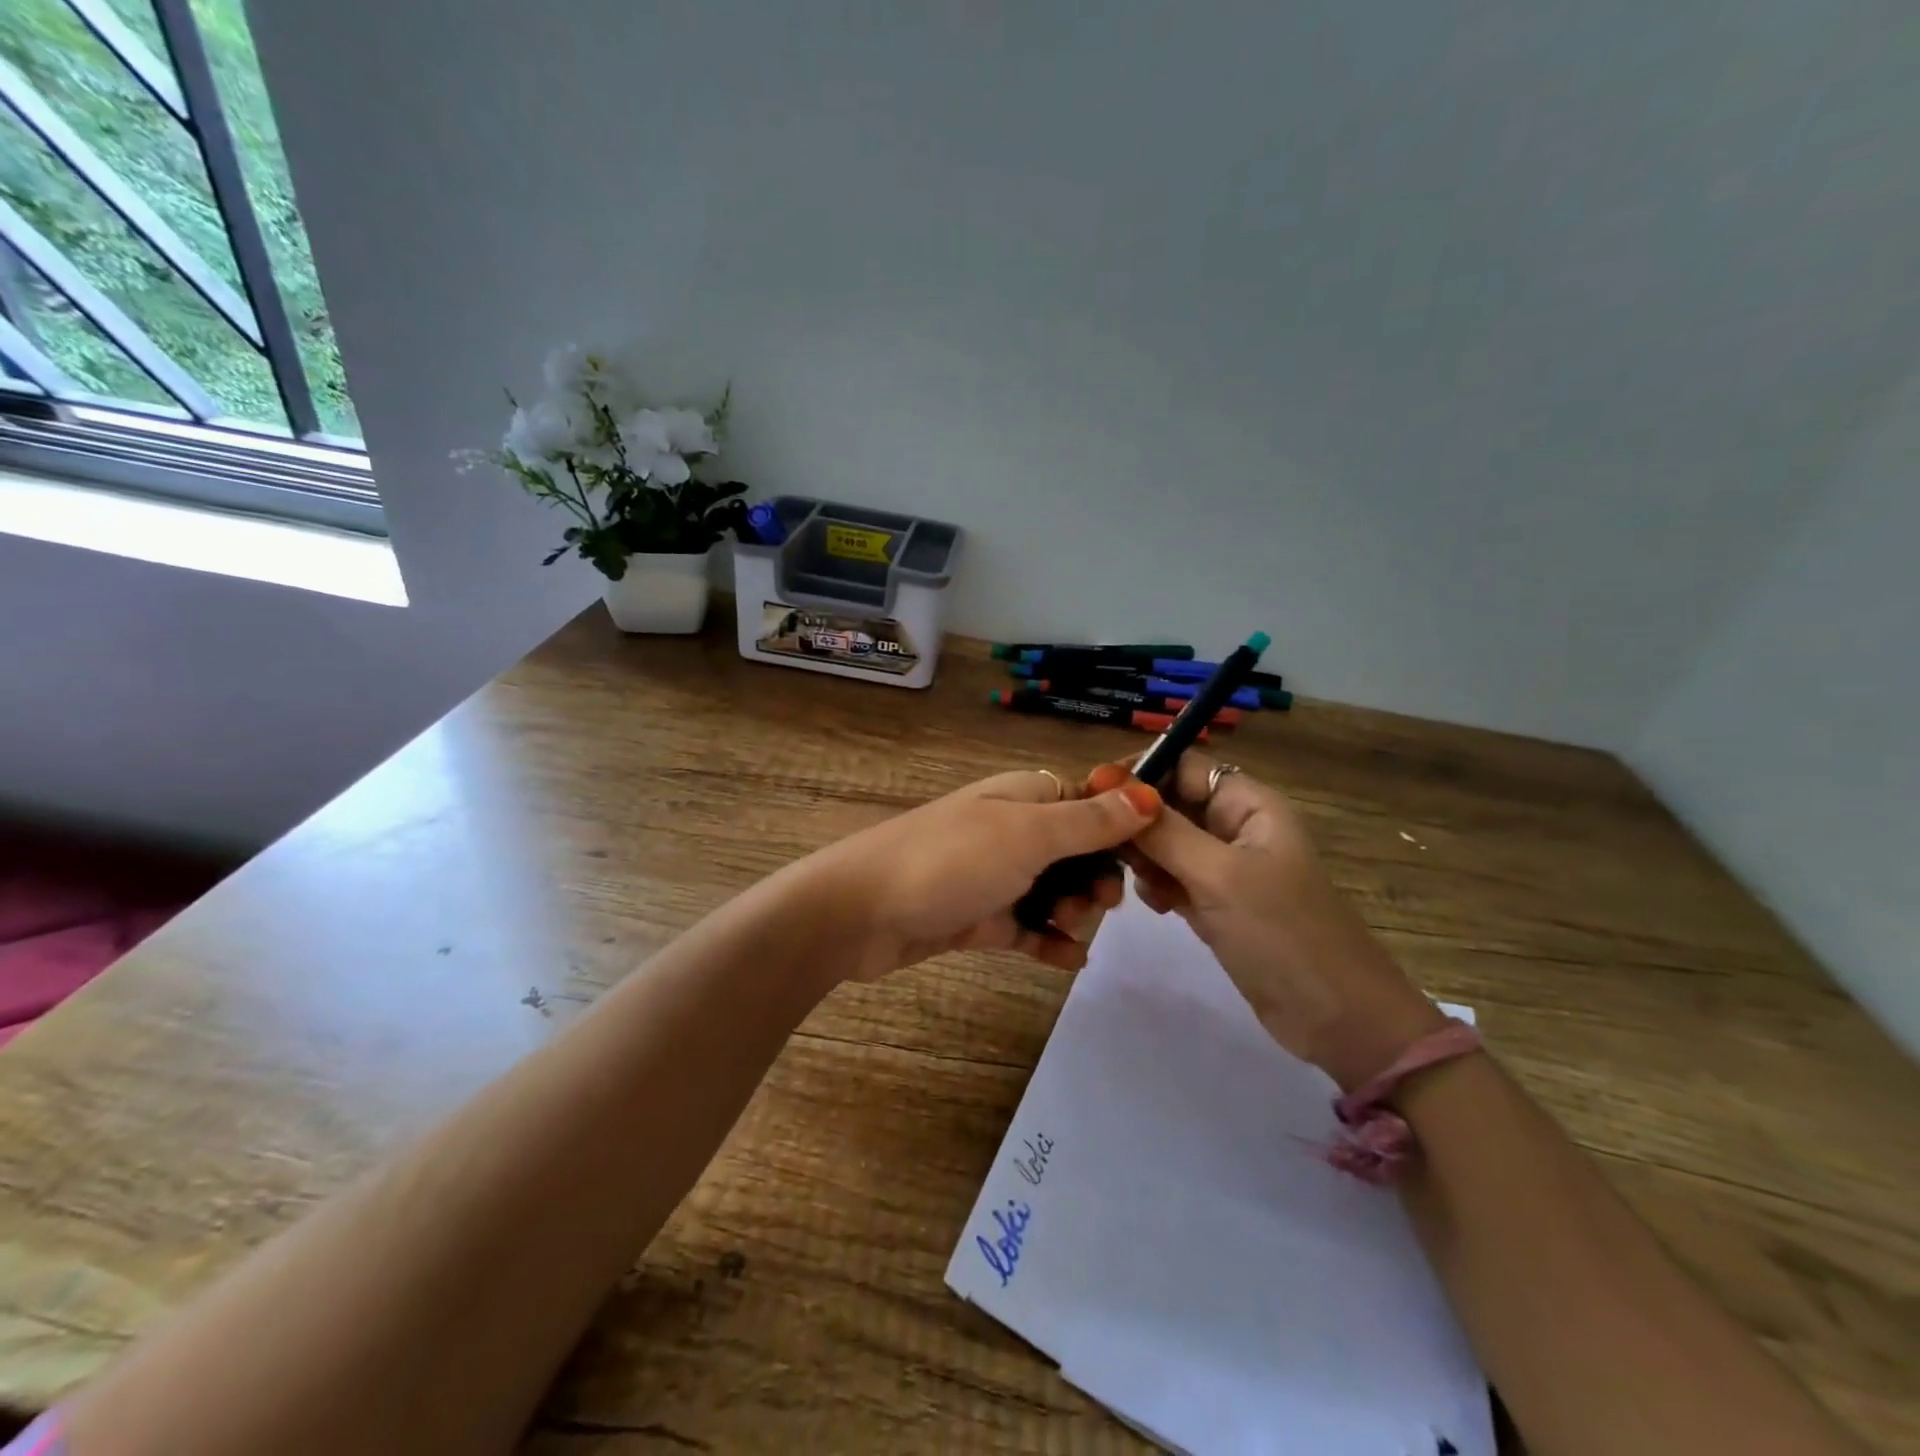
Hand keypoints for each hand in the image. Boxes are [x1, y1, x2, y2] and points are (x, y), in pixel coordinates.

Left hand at [806, 768, 1162, 980]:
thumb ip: (1088, 821)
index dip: (1123, 826)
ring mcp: (995, 874)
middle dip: (1098, 877)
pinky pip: (1027, 926)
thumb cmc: (949, 861)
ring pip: (1056, 890)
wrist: (860, 913)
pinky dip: (1050, 941)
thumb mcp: (1027, 835)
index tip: (1152, 857)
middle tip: (1100, 904)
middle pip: (1078, 850)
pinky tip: (1070, 961)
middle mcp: (1013, 829)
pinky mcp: (979, 916)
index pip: (1090, 800)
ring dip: (1075, 911)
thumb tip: (1147, 793)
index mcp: (1025, 796)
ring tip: (1072, 931)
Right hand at [1116, 752, 1445, 1090]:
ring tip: (1135, 883)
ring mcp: (1226, 868)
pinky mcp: (1217, 904)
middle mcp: (1235, 827)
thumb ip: (1163, 831)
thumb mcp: (1219, 876)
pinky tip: (1157, 907)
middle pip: (1170, 804)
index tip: (1093, 793)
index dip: (1139, 772)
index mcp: (1248, 805)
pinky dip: (1158, 887)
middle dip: (1136, 821)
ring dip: (1144, 858)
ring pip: (1166, 843)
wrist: (1339, 1020)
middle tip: (1101, 847)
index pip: (1183, 765)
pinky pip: (1172, 878)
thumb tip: (1111, 783)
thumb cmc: (1283, 935)